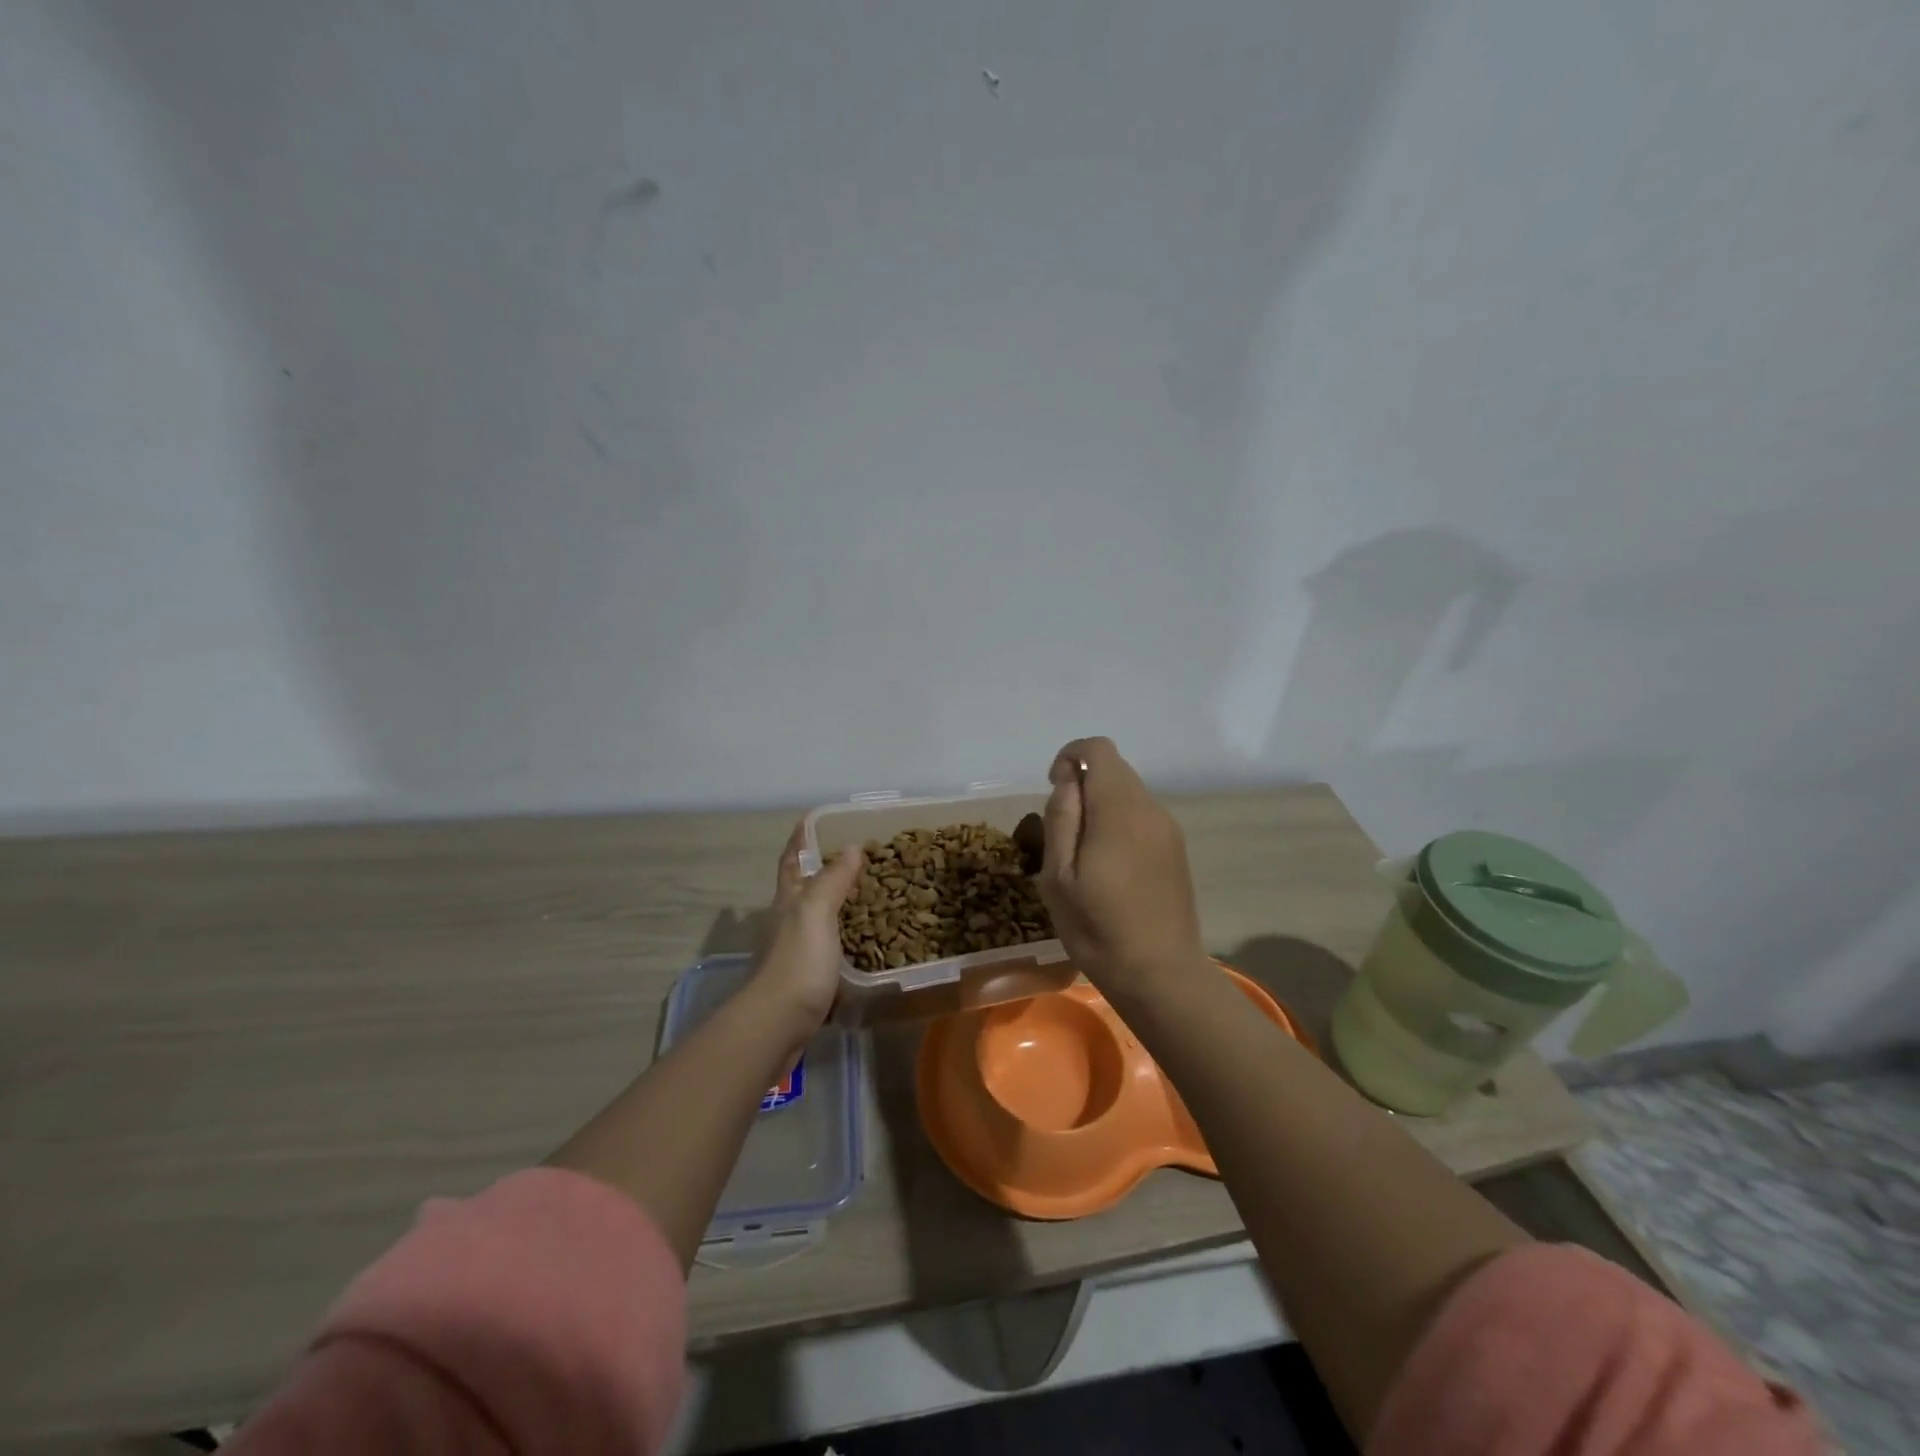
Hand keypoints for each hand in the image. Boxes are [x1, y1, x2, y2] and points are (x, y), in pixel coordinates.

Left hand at [744, 822, 863, 1040]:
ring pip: (815, 918)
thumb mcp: (816, 912)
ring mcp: (795, 952)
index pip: (791, 860)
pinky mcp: (806, 980)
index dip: (800, 839)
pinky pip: (829, 948)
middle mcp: (787, 922)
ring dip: (836, 905)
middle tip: (856, 858)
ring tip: (868, 896)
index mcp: (788, 900)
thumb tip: (849, 848)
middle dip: (821, 870)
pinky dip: (844, 939)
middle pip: (801, 888)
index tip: (812, 820)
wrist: (777, 1025)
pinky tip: (864, 943)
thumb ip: (832, 880)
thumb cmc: (798, 963)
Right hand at [1036, 737, 1207, 999]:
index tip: (1054, 792)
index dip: (1070, 758)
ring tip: (1084, 855)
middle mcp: (1150, 809)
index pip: (1098, 749)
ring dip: (1101, 805)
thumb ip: (1062, 818)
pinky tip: (1110, 867)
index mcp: (1119, 811)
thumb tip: (1067, 779)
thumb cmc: (1098, 930)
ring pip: (1128, 791)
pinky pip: (1141, 815)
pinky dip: (1119, 822)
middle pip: (1114, 768)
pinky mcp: (1176, 848)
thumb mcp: (1058, 877)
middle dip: (1083, 785)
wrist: (1161, 975)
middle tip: (1064, 833)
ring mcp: (1168, 829)